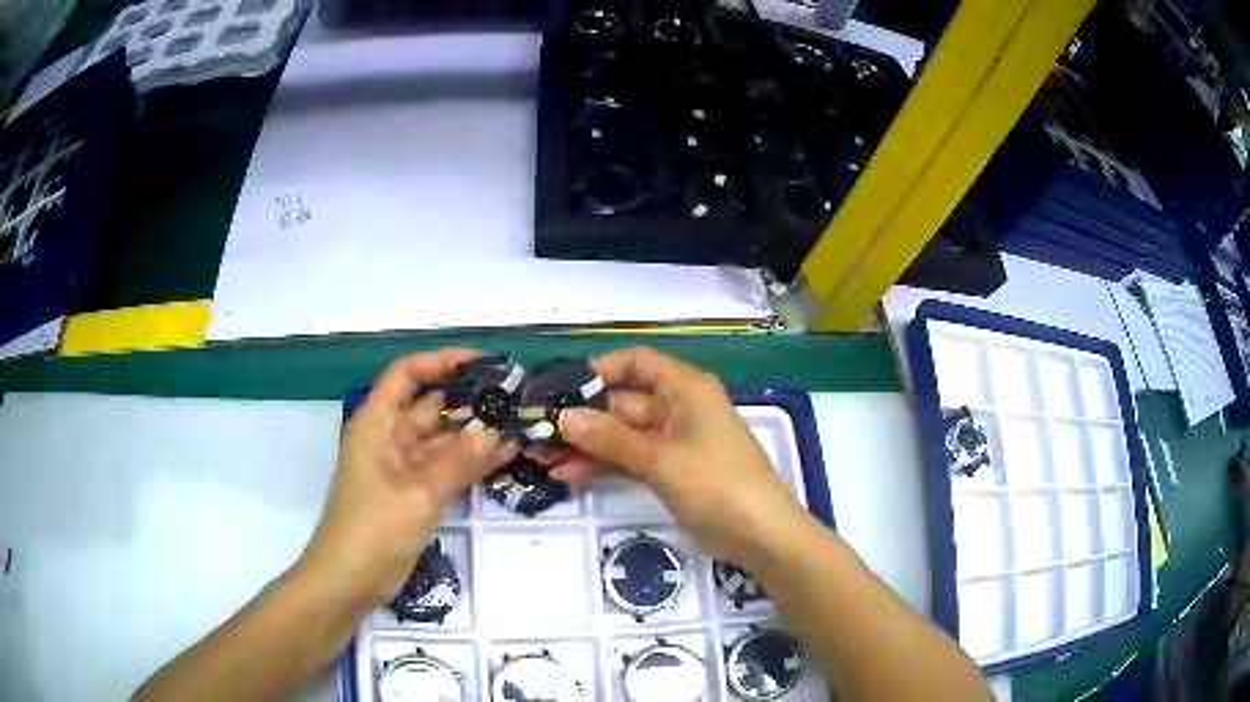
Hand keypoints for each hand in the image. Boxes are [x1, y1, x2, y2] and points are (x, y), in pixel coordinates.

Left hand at [300, 349, 518, 607]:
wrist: (348, 581)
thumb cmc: (373, 530)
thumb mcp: (418, 495)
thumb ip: (458, 462)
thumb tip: (493, 432)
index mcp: (377, 423)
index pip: (407, 374)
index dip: (441, 362)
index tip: (483, 364)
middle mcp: (389, 437)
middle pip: (429, 405)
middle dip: (468, 399)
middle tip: (515, 398)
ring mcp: (401, 467)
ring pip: (441, 439)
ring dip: (473, 433)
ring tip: (518, 424)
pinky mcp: (411, 493)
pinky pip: (443, 468)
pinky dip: (468, 462)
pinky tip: (504, 457)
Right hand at [555, 347, 805, 571]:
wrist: (759, 534)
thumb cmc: (717, 484)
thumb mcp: (661, 459)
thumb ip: (611, 438)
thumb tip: (564, 417)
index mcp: (685, 388)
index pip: (636, 362)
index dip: (599, 370)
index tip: (560, 389)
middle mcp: (677, 407)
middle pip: (622, 401)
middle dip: (581, 416)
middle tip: (537, 431)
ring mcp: (671, 441)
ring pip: (621, 434)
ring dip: (585, 444)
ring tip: (541, 455)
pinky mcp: (668, 471)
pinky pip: (628, 459)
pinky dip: (601, 465)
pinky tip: (565, 474)